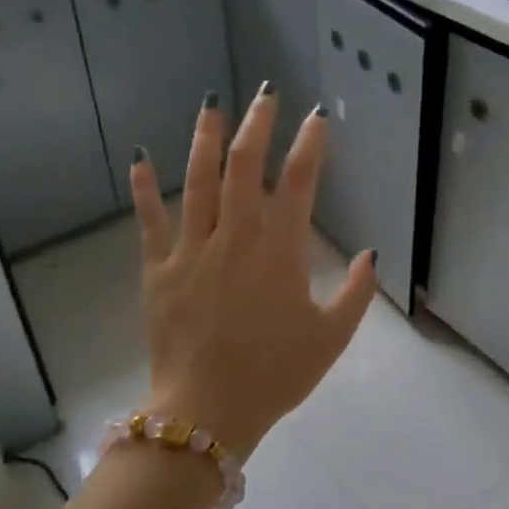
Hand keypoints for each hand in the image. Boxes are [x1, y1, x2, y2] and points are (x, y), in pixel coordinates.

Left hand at [128, 86, 379, 458]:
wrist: (207, 412)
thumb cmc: (275, 375)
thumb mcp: (331, 338)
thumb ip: (356, 293)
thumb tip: (370, 255)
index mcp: (280, 254)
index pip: (299, 184)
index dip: (310, 145)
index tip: (317, 118)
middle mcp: (235, 240)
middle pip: (246, 168)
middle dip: (258, 126)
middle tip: (266, 96)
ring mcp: (192, 252)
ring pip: (199, 183)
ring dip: (206, 140)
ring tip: (212, 104)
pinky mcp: (158, 270)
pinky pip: (149, 222)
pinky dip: (144, 188)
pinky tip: (139, 156)